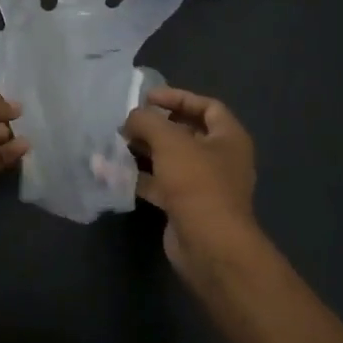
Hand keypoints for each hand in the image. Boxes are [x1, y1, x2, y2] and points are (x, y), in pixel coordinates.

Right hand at [121, 88, 258, 274]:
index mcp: (228, 138)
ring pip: (170, 160)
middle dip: (155, 126)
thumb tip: (131, 118)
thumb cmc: (197, 183)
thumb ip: (147, 121)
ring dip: (144, 151)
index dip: (178, 97)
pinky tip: (113, 173)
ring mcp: (203, 185)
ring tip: (115, 144)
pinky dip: (139, 177)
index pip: (207, 106)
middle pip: (185, 133)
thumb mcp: (169, 141)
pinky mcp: (185, 207)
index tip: (147, 97)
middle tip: (127, 122)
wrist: (209, 245)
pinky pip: (160, 185)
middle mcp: (220, 159)